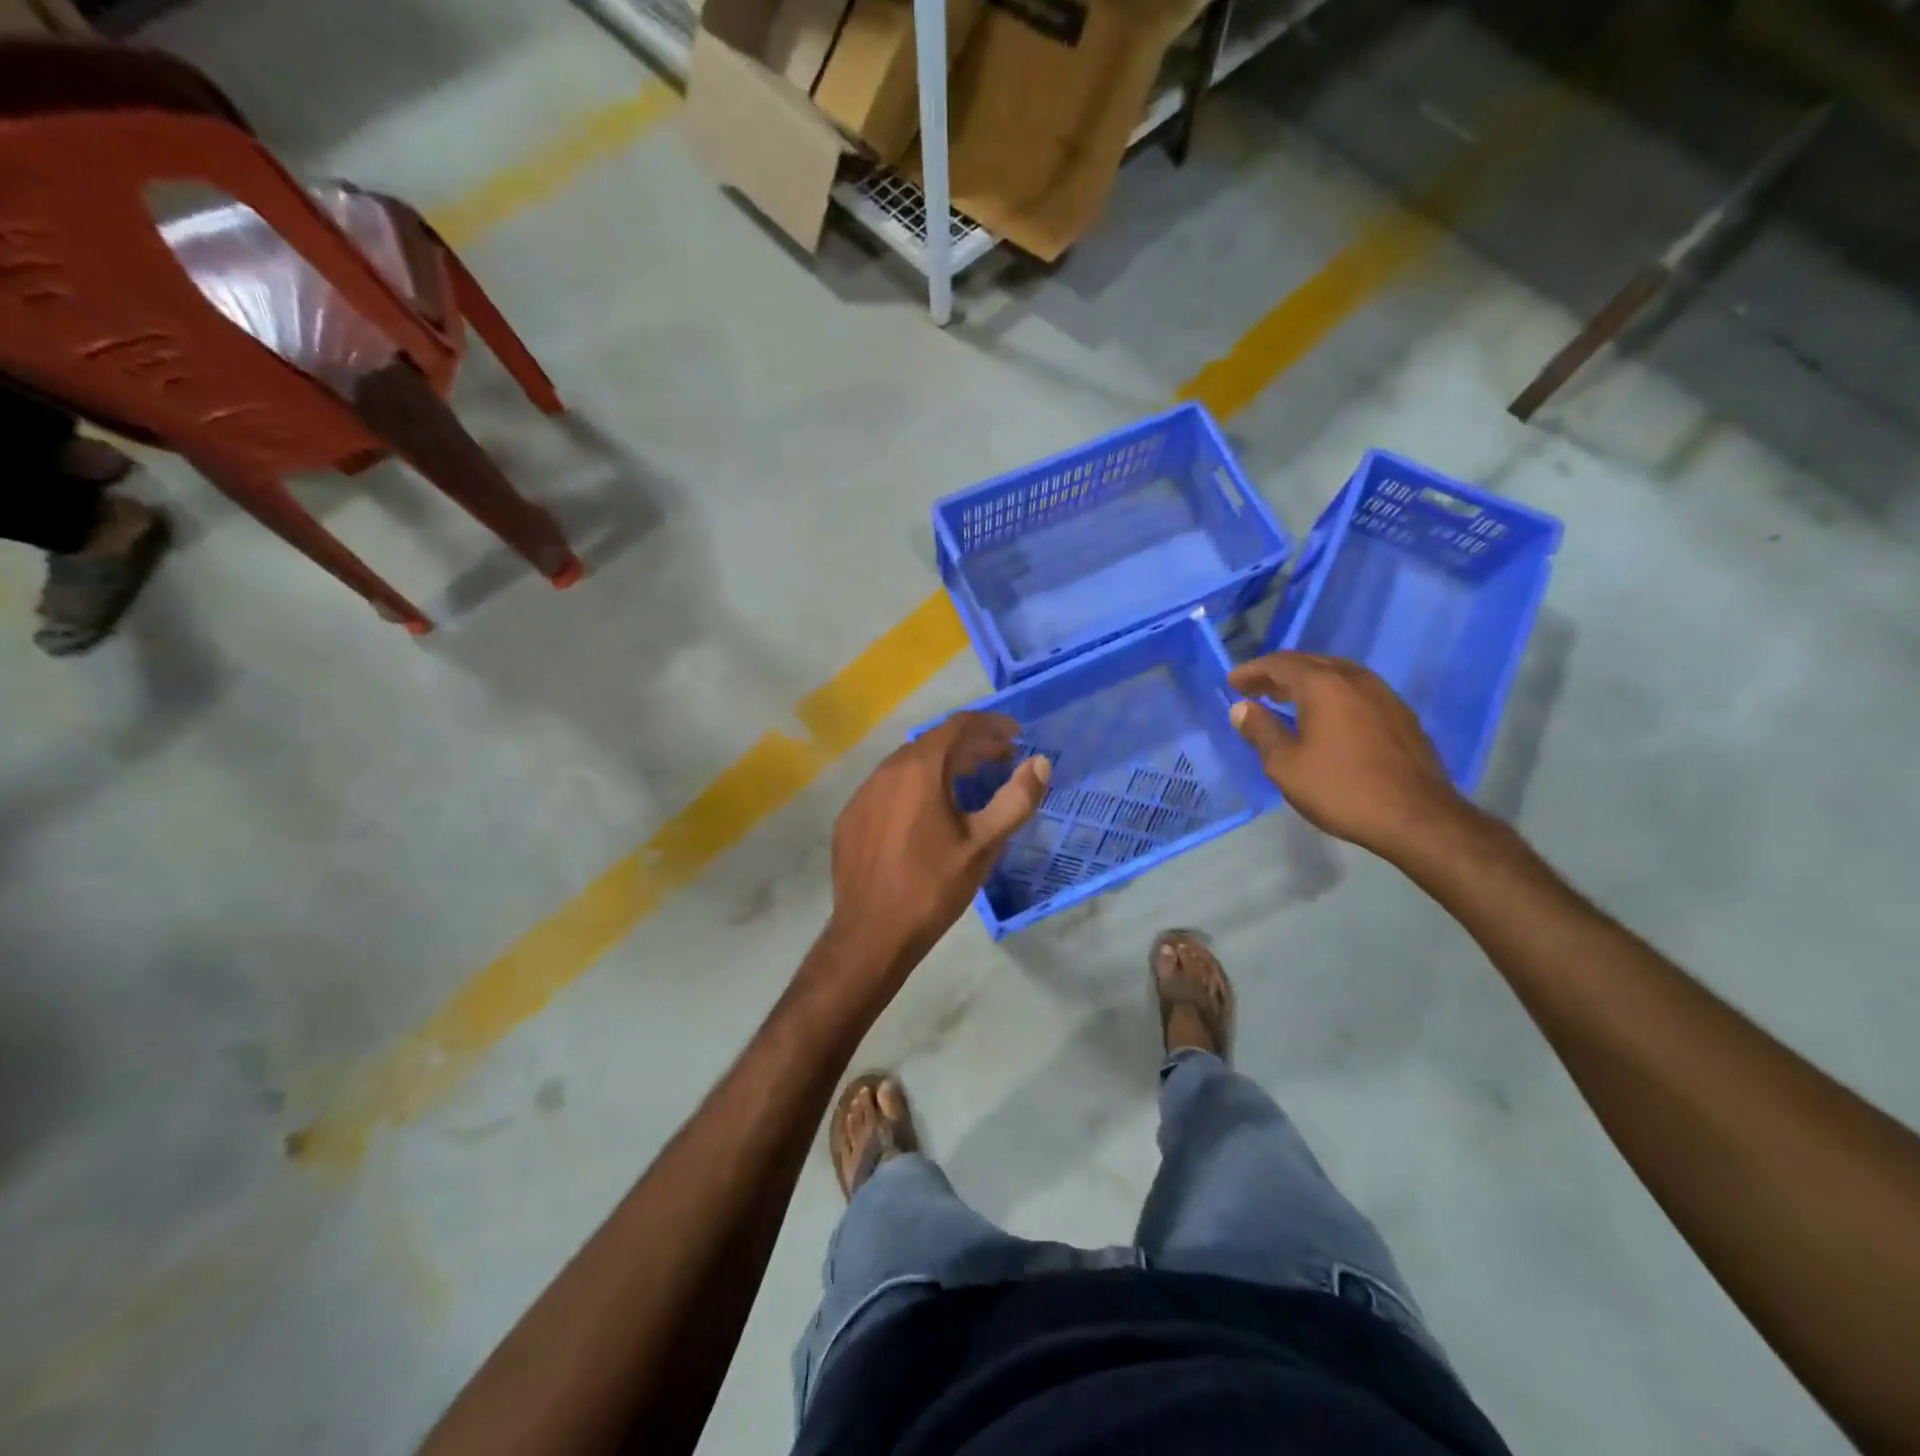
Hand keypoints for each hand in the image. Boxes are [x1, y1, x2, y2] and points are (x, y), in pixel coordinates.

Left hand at [827, 712, 1050, 980]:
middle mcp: (886, 770)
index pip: (959, 726)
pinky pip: (889, 787)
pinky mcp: (851, 818)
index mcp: (919, 769)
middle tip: (1002, 760)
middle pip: (934, 743)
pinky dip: (915, 786)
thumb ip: (1016, 799)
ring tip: (971, 782)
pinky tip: (928, 812)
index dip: (991, 725)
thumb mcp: (983, 844)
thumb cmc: (933, 887)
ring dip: (943, 765)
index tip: (1016, 736)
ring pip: (909, 764)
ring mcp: (863, 794)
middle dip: (971, 746)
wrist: (872, 934)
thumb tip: (1040, 763)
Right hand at [1227, 651, 1471, 860]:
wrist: (1417, 817)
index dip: (1253, 670)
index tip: (1233, 682)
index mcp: (1323, 685)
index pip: (1280, 663)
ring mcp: (1384, 695)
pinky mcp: (1401, 716)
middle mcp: (1355, 679)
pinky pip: (1356, 692)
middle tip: (1255, 689)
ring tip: (1285, 700)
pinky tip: (1325, 717)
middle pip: (1310, 663)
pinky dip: (1331, 695)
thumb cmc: (1341, 788)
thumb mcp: (1285, 764)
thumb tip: (1242, 708)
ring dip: (1306, 683)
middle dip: (1278, 673)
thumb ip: (1261, 731)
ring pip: (1337, 675)